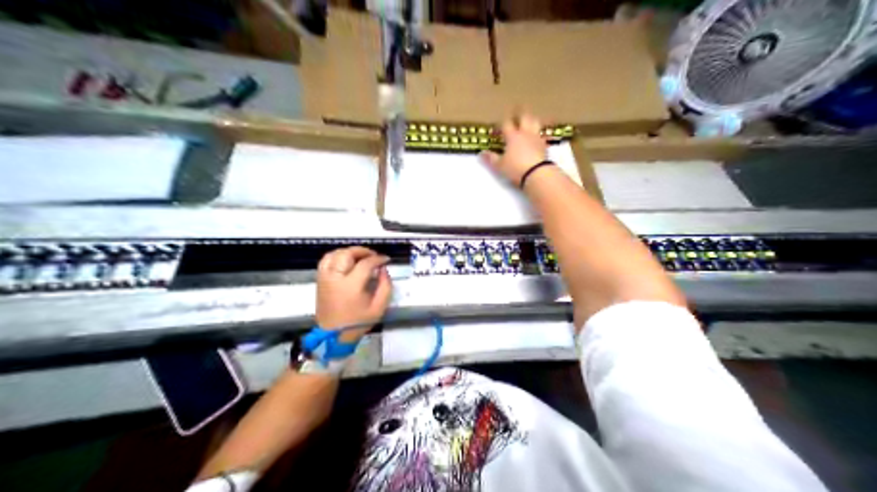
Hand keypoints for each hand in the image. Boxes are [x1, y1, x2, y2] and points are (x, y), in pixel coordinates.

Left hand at [317, 247, 391, 341]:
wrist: (334, 336)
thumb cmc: (357, 322)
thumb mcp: (379, 308)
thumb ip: (385, 286)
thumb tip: (383, 270)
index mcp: (351, 286)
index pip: (365, 264)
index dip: (378, 259)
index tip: (386, 260)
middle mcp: (335, 278)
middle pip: (347, 254)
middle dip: (362, 251)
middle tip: (373, 255)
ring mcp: (325, 278)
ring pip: (334, 254)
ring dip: (348, 252)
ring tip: (360, 256)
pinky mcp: (320, 280)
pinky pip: (325, 261)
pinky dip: (336, 256)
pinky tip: (346, 260)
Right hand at [480, 112, 546, 185]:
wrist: (537, 174)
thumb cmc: (516, 168)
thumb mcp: (500, 165)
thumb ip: (491, 158)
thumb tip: (481, 153)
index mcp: (513, 136)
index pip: (506, 123)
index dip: (502, 124)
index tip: (498, 129)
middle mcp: (525, 133)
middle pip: (524, 117)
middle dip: (519, 115)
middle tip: (516, 115)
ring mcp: (537, 138)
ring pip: (535, 122)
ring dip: (531, 120)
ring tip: (528, 122)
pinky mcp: (545, 145)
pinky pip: (543, 135)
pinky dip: (539, 134)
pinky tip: (538, 138)